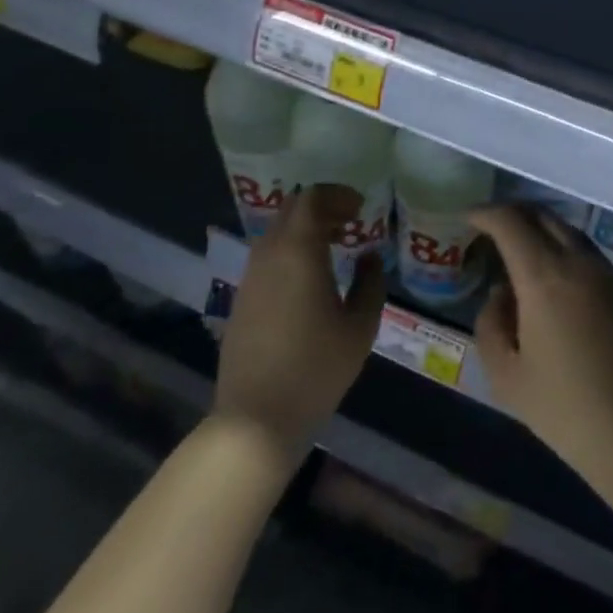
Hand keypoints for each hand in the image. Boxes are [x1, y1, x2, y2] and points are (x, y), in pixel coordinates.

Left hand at [215, 185, 386, 454]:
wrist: (256, 417)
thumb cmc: (316, 368)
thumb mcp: (360, 326)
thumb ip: (370, 283)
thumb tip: (369, 258)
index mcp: (299, 251)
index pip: (312, 198)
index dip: (338, 195)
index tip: (360, 209)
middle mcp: (269, 254)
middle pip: (291, 209)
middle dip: (322, 207)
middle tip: (350, 223)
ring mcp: (250, 277)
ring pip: (276, 232)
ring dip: (305, 229)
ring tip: (334, 248)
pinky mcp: (241, 299)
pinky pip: (267, 257)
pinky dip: (290, 251)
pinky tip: (309, 278)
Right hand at [469, 205, 612, 468]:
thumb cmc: (562, 406)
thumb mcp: (505, 373)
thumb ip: (491, 322)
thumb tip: (502, 292)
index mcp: (543, 275)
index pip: (510, 221)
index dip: (485, 213)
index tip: (467, 218)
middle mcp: (577, 261)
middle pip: (542, 215)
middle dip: (512, 213)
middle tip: (488, 227)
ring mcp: (605, 271)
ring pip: (566, 228)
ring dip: (538, 227)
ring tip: (516, 246)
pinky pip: (584, 249)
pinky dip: (559, 244)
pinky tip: (548, 271)